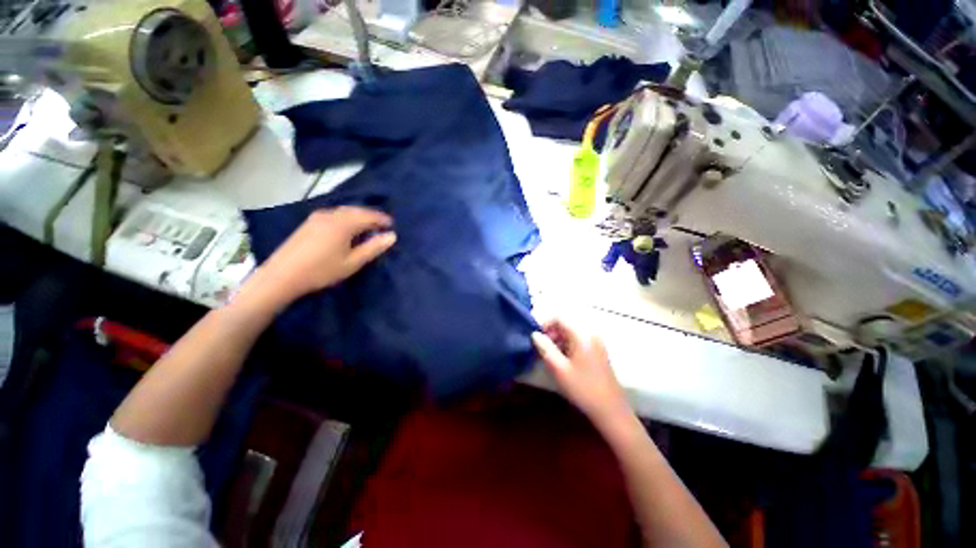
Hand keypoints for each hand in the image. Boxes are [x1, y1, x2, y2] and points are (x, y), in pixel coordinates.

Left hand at [246, 206, 395, 307]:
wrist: (282, 276)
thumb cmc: (322, 270)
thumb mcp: (353, 262)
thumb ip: (373, 248)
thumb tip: (392, 236)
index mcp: (343, 223)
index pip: (368, 215)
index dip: (382, 219)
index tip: (392, 225)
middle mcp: (330, 215)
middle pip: (356, 210)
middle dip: (370, 216)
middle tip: (382, 225)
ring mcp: (317, 217)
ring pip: (344, 211)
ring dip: (358, 216)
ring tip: (367, 227)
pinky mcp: (309, 223)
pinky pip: (334, 214)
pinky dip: (346, 218)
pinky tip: (347, 228)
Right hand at [532, 319, 630, 427]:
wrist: (611, 410)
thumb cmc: (583, 388)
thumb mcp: (559, 369)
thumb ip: (545, 348)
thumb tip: (534, 334)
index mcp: (581, 334)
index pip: (559, 317)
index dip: (544, 324)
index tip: (535, 338)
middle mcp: (590, 333)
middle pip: (566, 323)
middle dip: (551, 332)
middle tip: (540, 348)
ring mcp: (596, 342)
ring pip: (571, 332)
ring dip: (558, 339)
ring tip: (549, 355)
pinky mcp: (598, 351)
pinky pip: (578, 340)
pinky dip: (567, 345)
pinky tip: (562, 360)